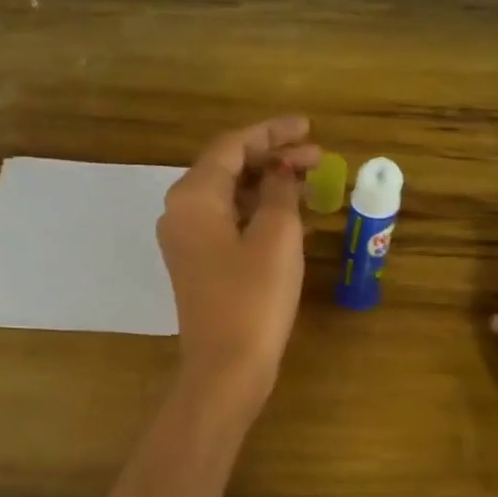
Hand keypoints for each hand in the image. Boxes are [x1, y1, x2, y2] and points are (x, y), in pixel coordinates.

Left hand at [158, 117, 320, 406]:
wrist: (226, 368)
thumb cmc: (253, 299)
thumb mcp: (276, 237)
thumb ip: (280, 193)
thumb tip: (281, 172)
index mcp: (193, 197)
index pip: (232, 146)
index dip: (272, 132)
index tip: (309, 128)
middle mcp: (180, 212)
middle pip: (228, 167)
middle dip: (272, 157)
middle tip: (317, 156)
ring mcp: (186, 239)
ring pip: (229, 195)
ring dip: (267, 184)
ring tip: (309, 179)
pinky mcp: (198, 263)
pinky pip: (227, 221)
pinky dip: (257, 211)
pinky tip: (289, 213)